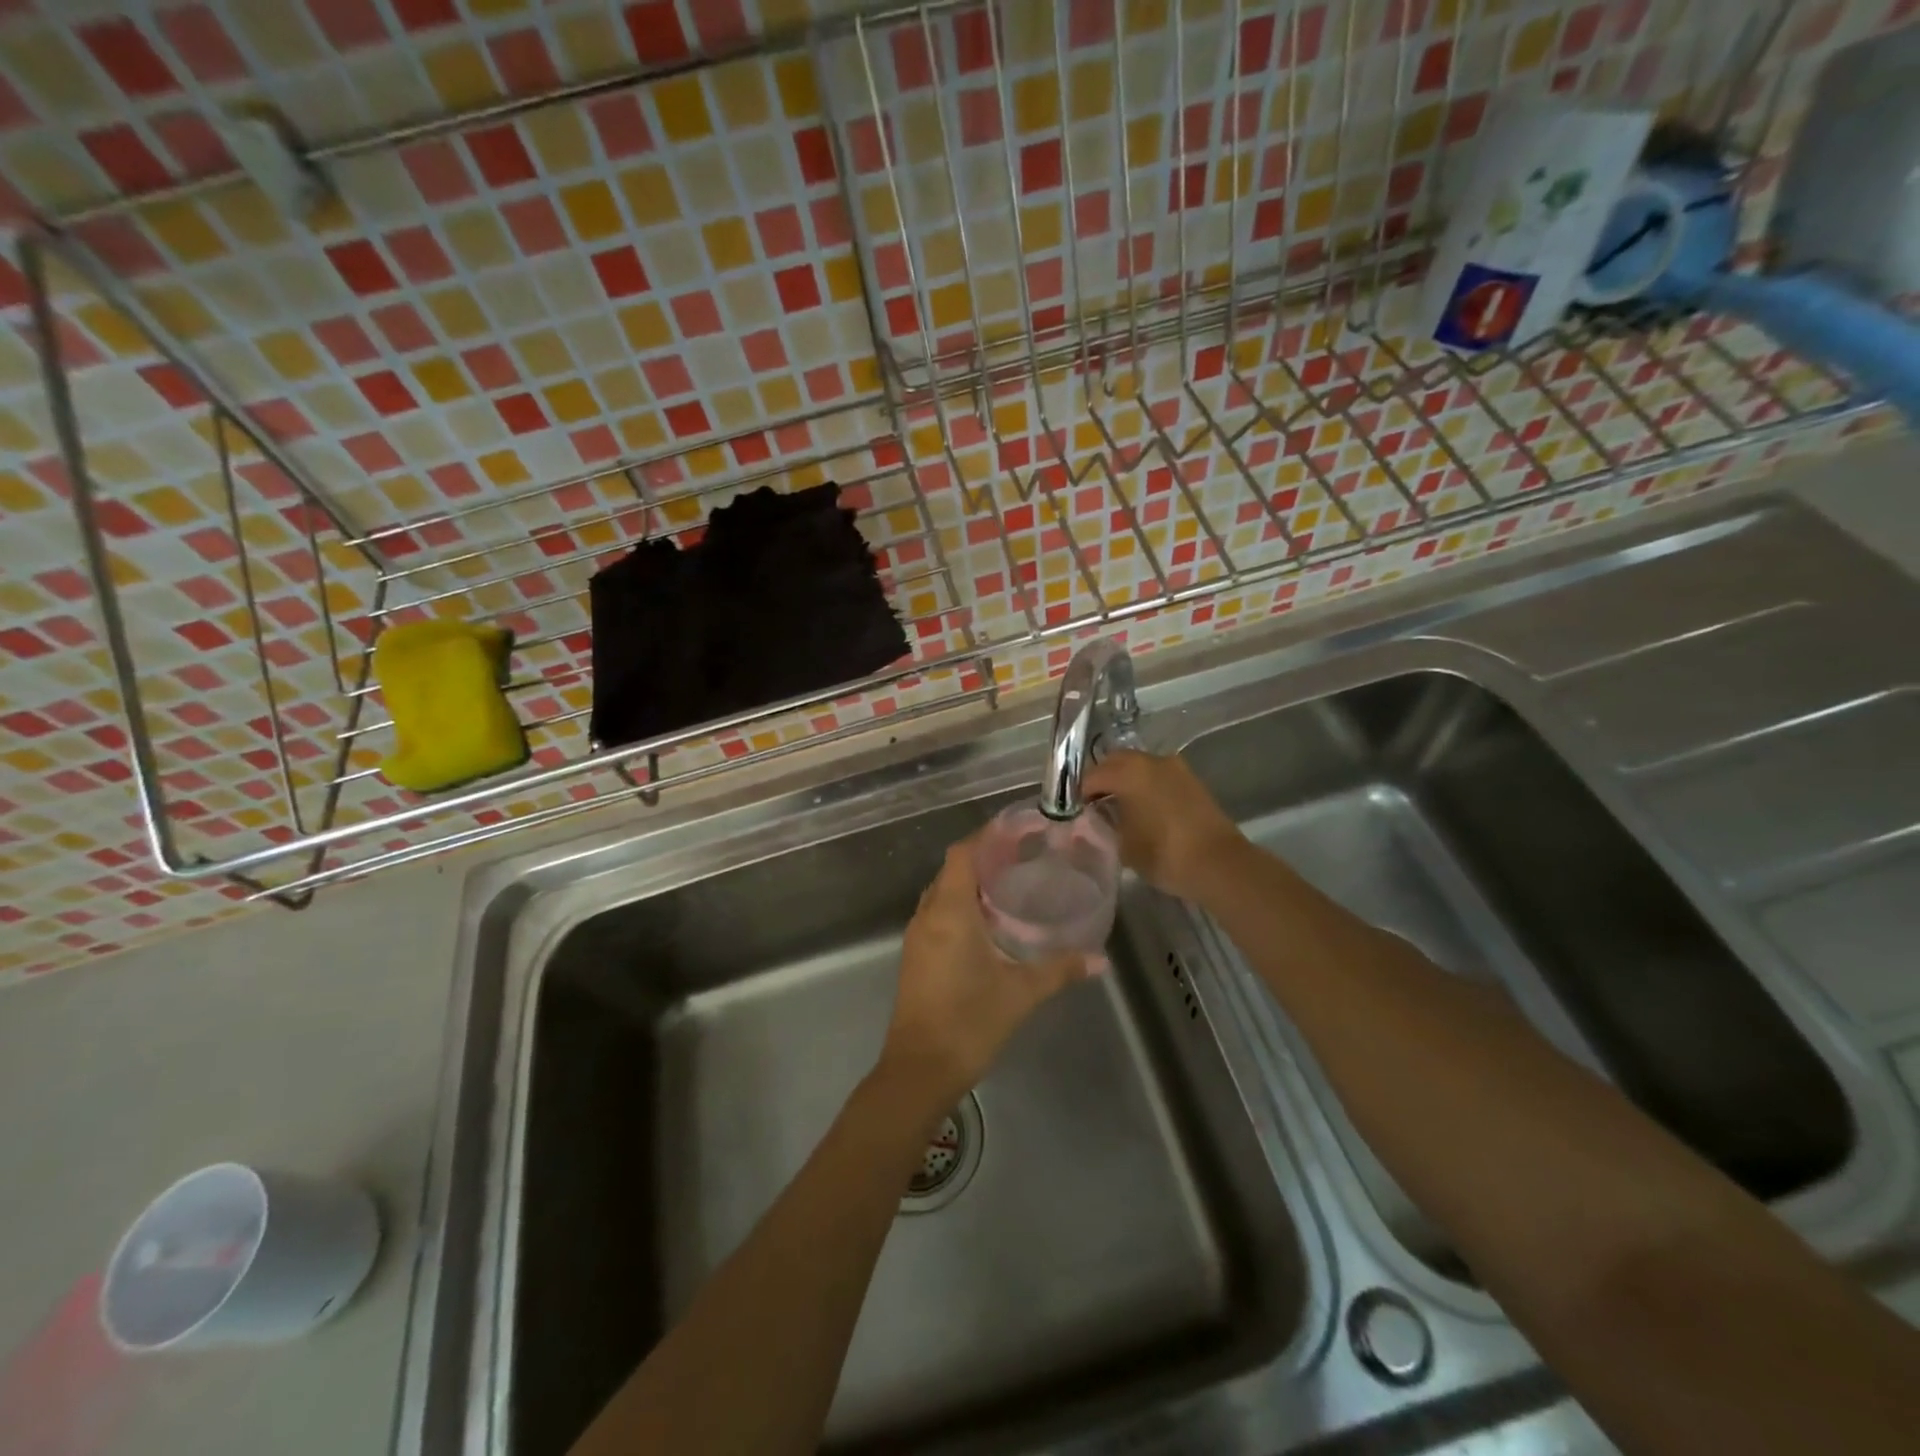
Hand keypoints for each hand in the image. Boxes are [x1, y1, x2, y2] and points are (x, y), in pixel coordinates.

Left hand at [879, 836, 1091, 1110]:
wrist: (919, 1070)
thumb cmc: (969, 1022)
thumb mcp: (1021, 993)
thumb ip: (1060, 970)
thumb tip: (1100, 959)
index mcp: (949, 911)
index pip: (963, 854)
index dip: (987, 836)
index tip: (1018, 830)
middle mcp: (928, 915)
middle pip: (952, 870)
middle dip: (984, 857)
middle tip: (1023, 857)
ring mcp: (917, 937)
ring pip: (942, 893)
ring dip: (971, 883)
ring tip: (1011, 884)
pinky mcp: (916, 957)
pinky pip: (938, 915)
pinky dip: (961, 906)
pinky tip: (990, 924)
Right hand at [1081, 750, 1243, 900]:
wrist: (1220, 865)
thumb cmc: (1164, 854)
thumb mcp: (1122, 844)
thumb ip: (1104, 824)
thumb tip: (1096, 816)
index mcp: (1129, 771)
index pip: (1092, 776)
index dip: (1079, 794)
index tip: (1074, 813)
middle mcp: (1151, 760)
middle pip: (1115, 762)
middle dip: (1101, 780)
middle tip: (1093, 806)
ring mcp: (1175, 768)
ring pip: (1138, 767)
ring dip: (1125, 781)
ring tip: (1118, 809)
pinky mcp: (1191, 781)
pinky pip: (1157, 776)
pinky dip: (1145, 786)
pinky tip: (1142, 810)